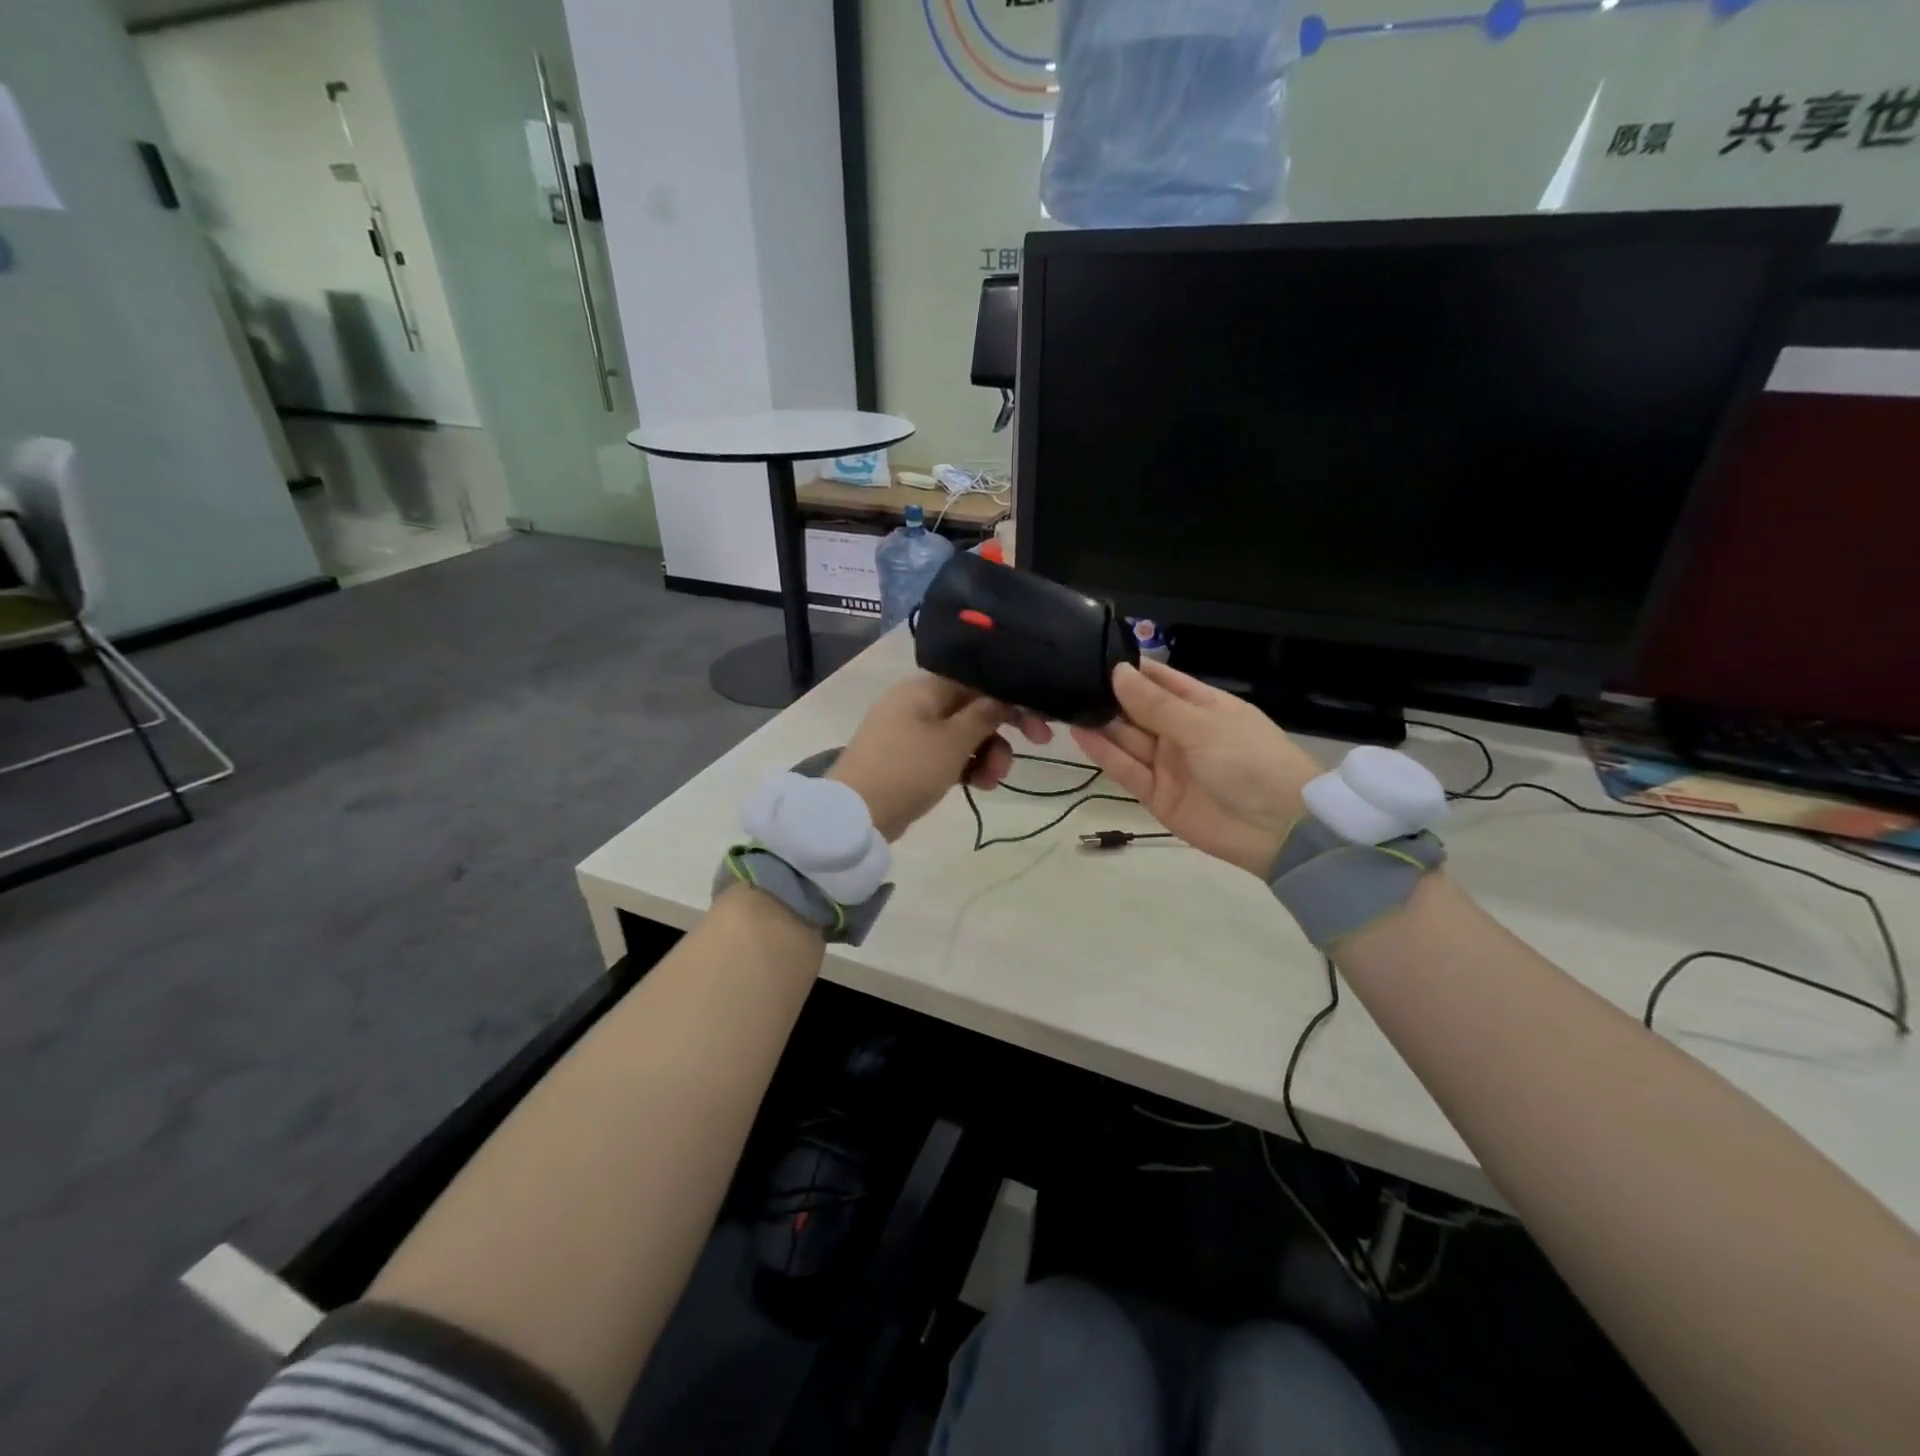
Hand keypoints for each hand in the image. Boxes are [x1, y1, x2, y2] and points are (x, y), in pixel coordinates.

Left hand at [831, 673, 1052, 840]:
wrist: (856, 814)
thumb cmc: (908, 768)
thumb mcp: (954, 741)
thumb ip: (985, 715)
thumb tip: (1004, 696)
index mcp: (925, 687)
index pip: (978, 681)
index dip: (1012, 698)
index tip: (1039, 724)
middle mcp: (918, 702)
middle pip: (973, 708)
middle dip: (1001, 732)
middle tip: (1036, 747)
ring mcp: (911, 732)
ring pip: (963, 734)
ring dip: (987, 754)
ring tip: (992, 781)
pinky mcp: (909, 759)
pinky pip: (947, 754)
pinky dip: (965, 766)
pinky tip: (978, 786)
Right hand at [1070, 661, 1321, 876]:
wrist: (1278, 830)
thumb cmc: (1249, 762)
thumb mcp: (1203, 726)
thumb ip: (1155, 704)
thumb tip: (1118, 672)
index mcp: (1204, 707)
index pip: (1162, 681)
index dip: (1132, 670)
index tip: (1095, 655)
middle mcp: (1182, 733)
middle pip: (1139, 710)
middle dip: (1110, 696)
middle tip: (1070, 679)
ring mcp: (1168, 765)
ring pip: (1128, 739)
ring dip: (1102, 723)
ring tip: (1066, 702)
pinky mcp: (1156, 795)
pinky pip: (1126, 770)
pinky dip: (1104, 753)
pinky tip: (1079, 732)